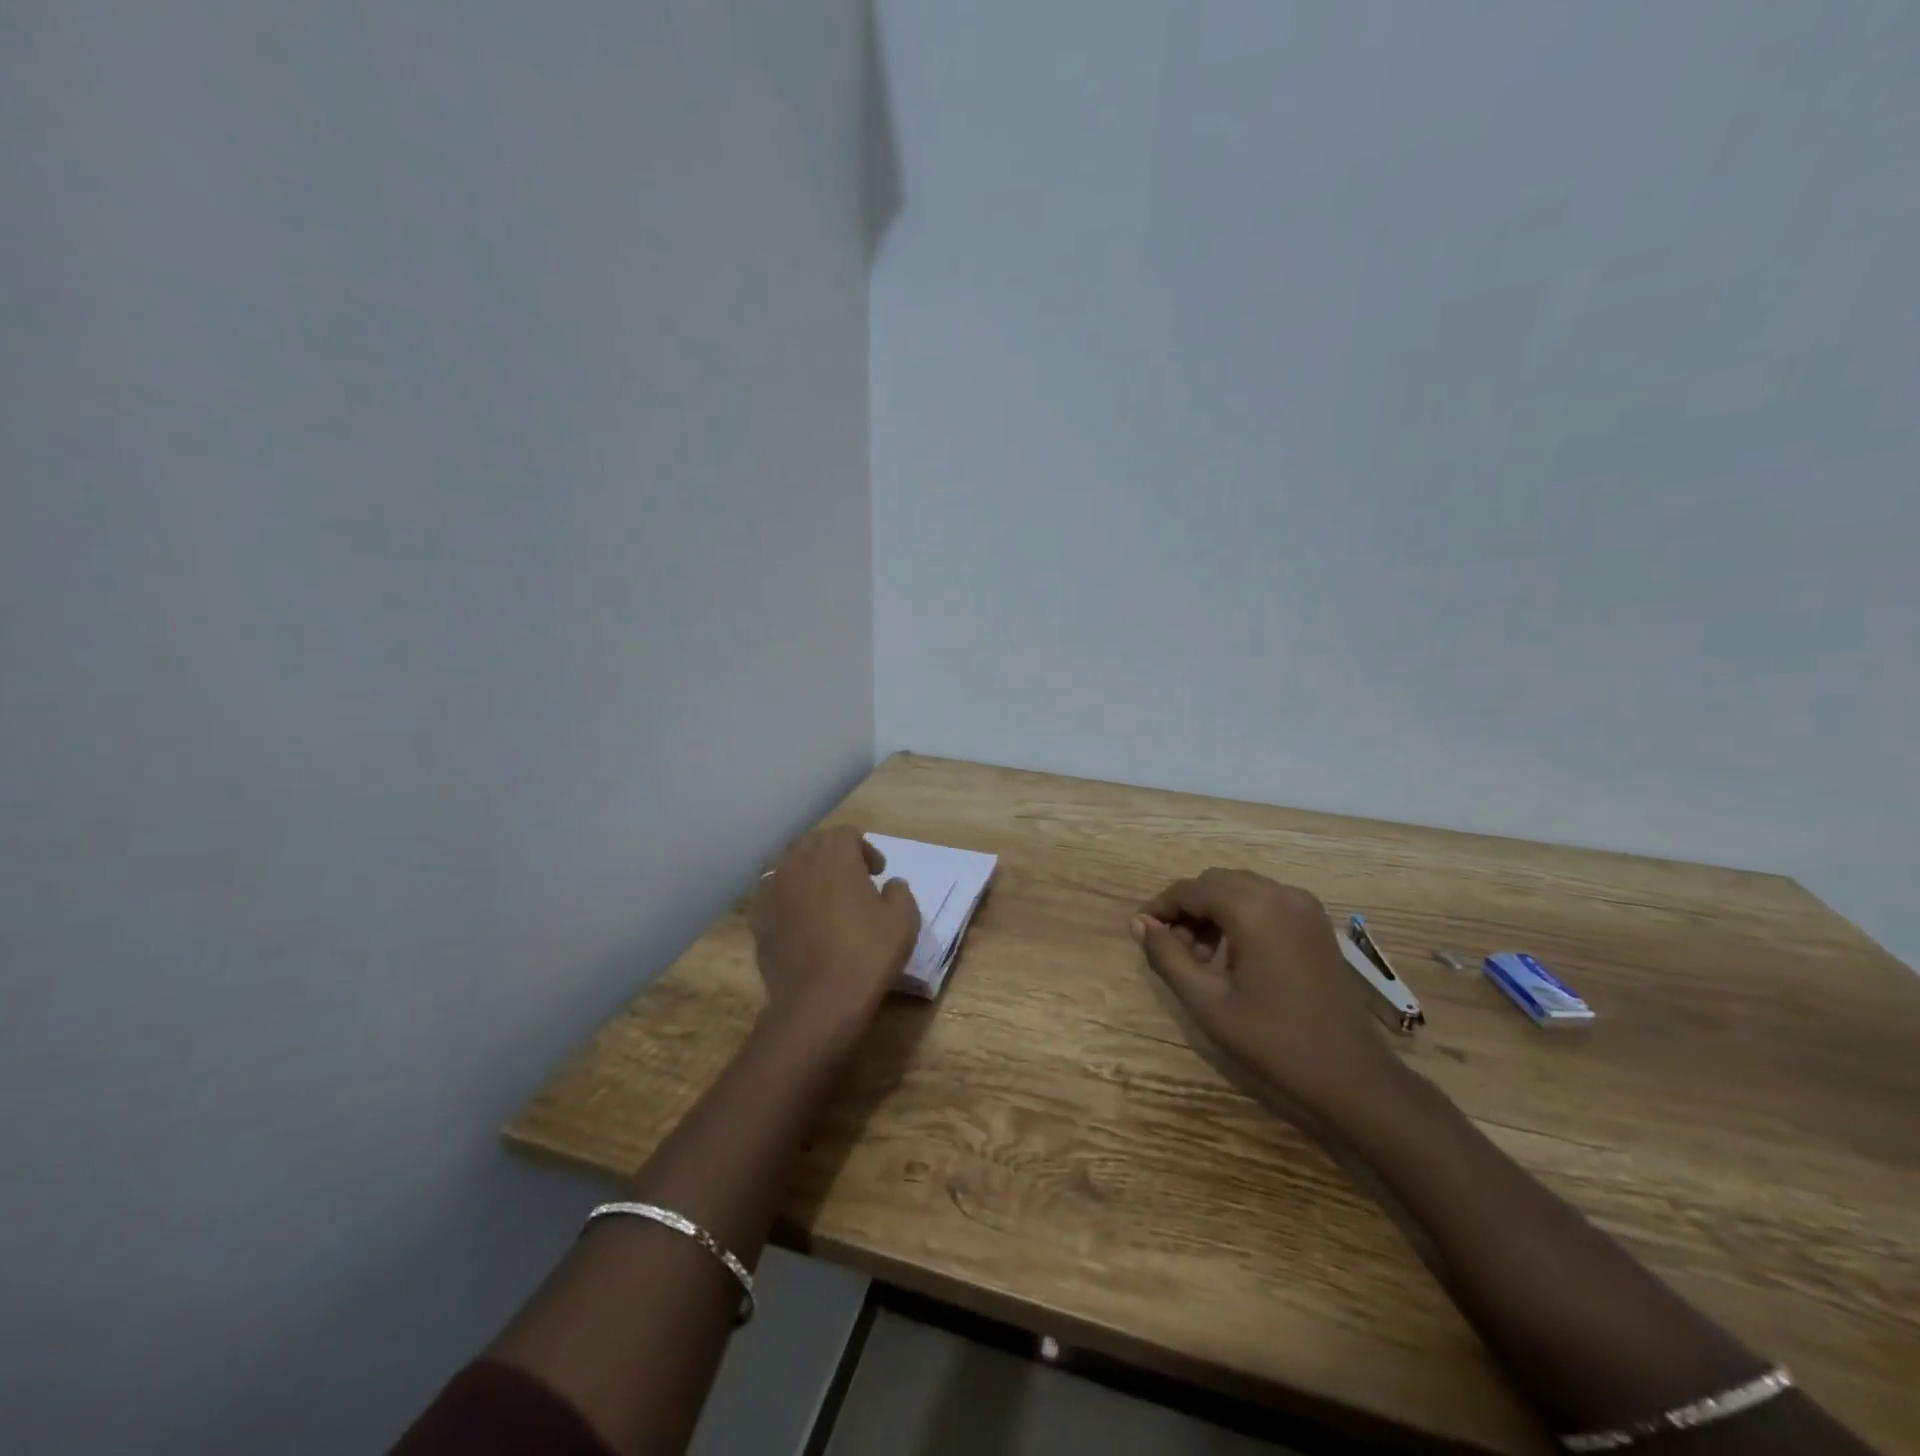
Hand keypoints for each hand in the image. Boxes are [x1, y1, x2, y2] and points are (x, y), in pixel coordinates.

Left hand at [750, 827, 919, 1049]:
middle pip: (814, 844)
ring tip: (824, 899)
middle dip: (833, 856)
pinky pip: (773, 896)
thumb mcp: (904, 919)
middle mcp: (798, 862)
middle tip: (852, 881)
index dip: (865, 851)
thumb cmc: (866, 953)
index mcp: (834, 853)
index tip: (878, 873)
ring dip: (807, 875)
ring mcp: (772, 889)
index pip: (846, 835)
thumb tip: (891, 885)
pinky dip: (787, 900)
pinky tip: (801, 923)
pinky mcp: (758, 918)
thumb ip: (899, 891)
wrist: (818, 1002)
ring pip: (789, 867)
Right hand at [1132, 869, 1403, 1123]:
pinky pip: (1265, 902)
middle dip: (1187, 908)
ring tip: (1200, 957)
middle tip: (1171, 948)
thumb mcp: (1207, 1001)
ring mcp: (1304, 906)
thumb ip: (1167, 956)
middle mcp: (1280, 894)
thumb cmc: (1273, 1040)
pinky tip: (1233, 955)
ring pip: (1240, 889)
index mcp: (1253, 908)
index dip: (1160, 906)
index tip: (1140, 930)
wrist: (1351, 1074)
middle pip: (1216, 882)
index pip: (1191, 890)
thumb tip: (1139, 923)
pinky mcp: (1316, 922)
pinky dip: (1240, 916)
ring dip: (1213, 911)